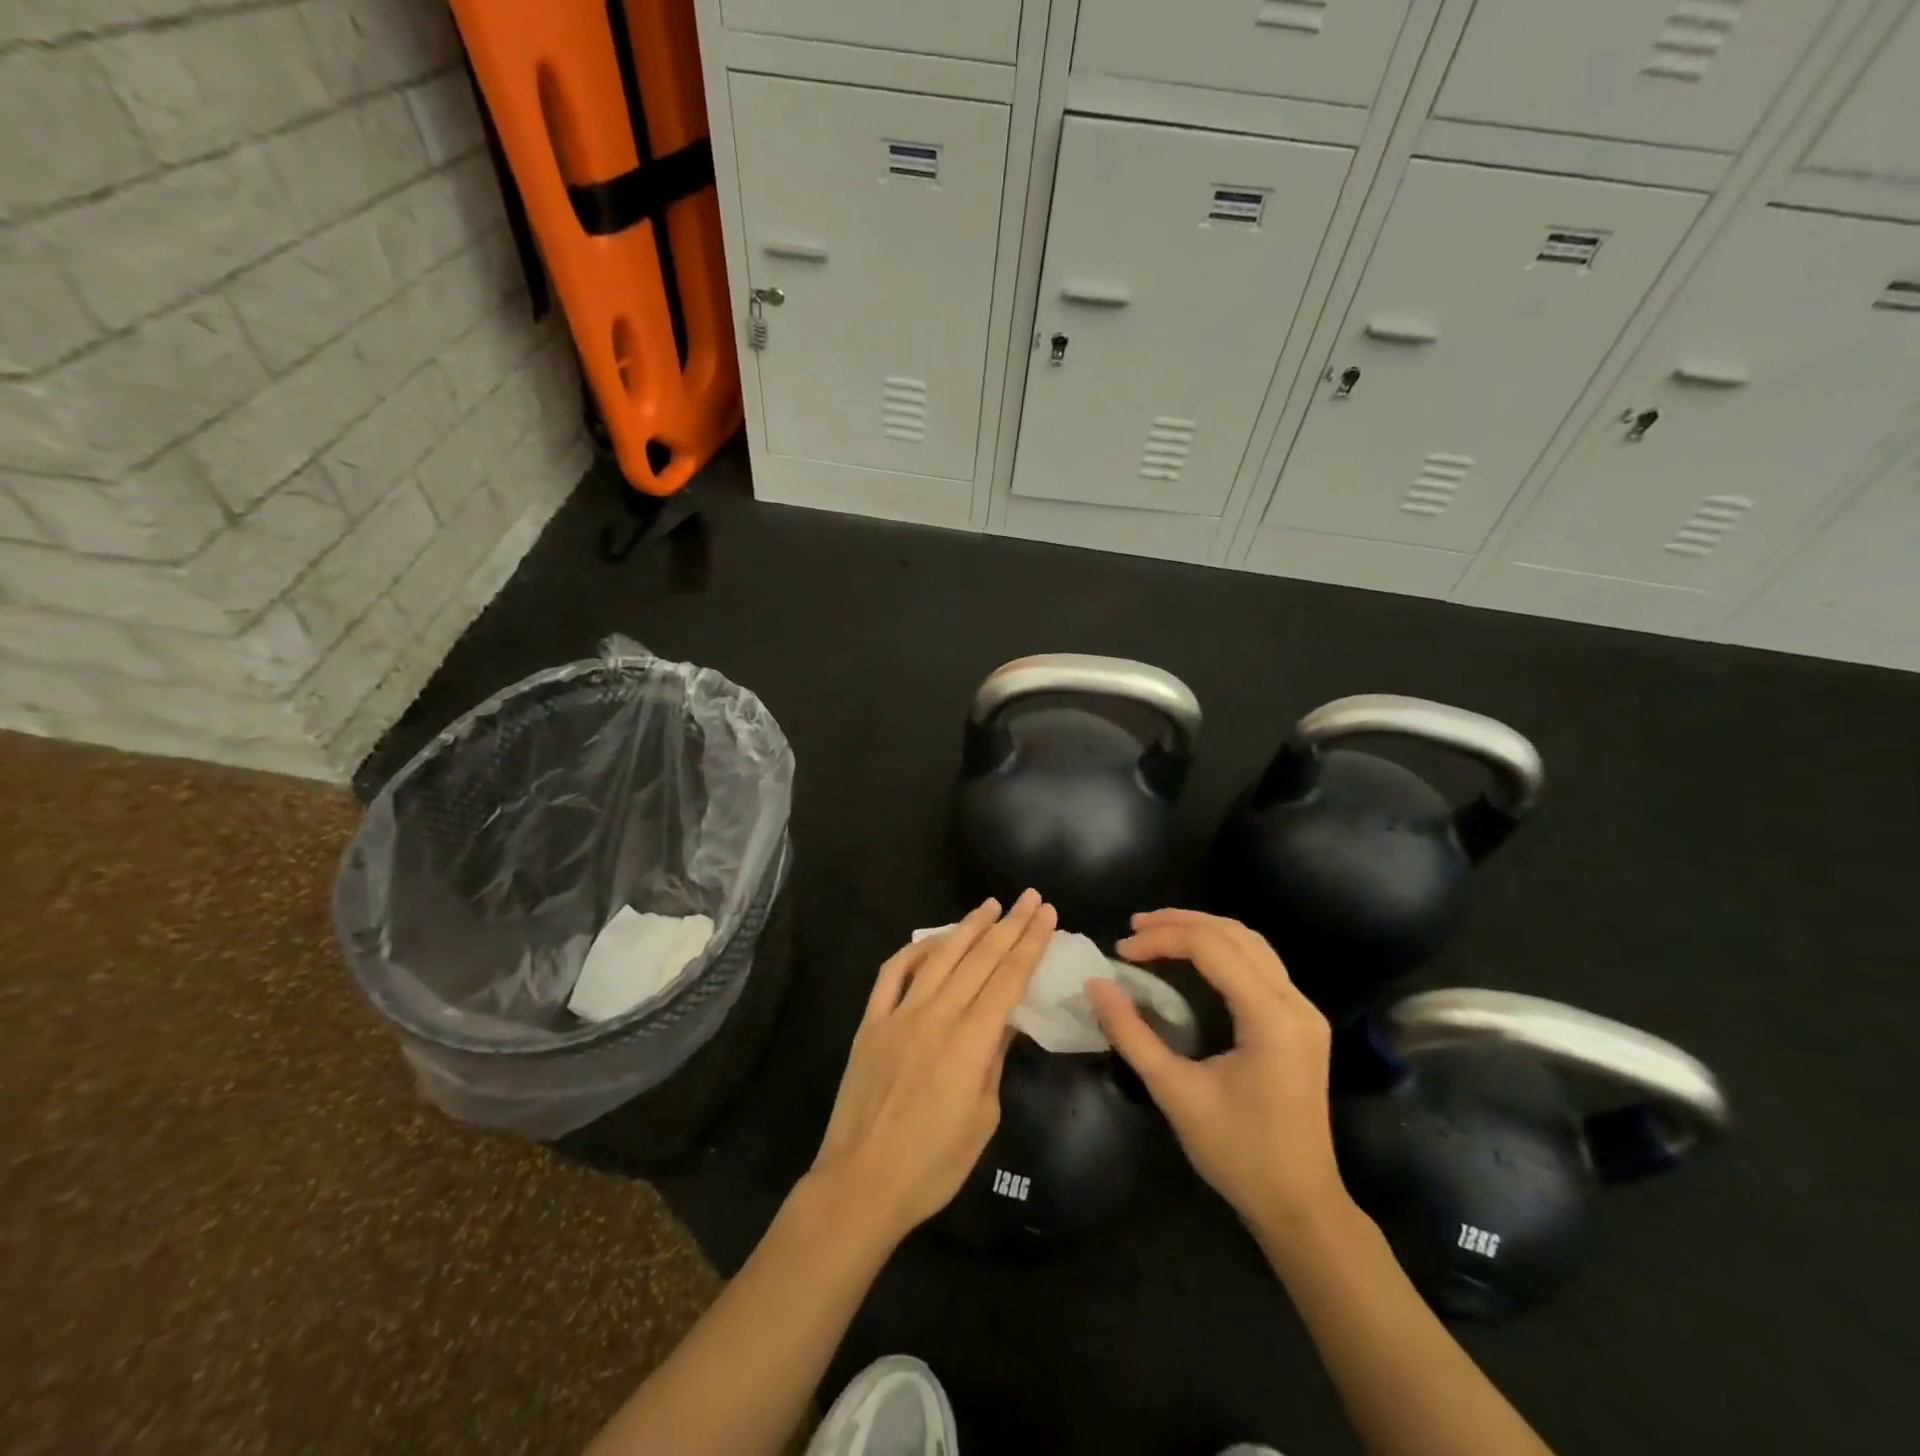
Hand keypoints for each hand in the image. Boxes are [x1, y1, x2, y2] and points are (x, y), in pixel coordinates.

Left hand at [810, 890, 1056, 1246]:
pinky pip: (892, 974)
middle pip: (980, 958)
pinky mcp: (871, 1022)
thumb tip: (1007, 1021)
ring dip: (967, 927)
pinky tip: (931, 940)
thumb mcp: (983, 1117)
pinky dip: (914, 951)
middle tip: (1030, 897)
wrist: (862, 1182)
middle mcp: (936, 1015)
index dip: (1030, 942)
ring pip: (939, 956)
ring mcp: (899, 1014)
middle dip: (1009, 924)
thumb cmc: (933, 1164)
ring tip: (990, 905)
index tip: (1046, 914)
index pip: (1009, 978)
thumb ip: (994, 1060)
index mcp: (970, 1040)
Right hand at [1087, 909, 1347, 1238]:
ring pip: (1251, 943)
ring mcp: (1305, 1012)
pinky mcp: (1301, 1023)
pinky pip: (1261, 964)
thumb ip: (1132, 1034)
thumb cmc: (1238, 1154)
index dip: (1162, 939)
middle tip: (1133, 928)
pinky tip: (1193, 957)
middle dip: (1180, 923)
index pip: (1212, 948)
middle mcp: (1296, 1003)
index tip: (1120, 951)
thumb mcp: (1175, 1093)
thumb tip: (1095, 985)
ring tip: (1156, 933)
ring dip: (1203, 930)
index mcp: (1271, 1018)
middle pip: (1235, 934)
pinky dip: (1223, 949)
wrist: (1301, 1207)